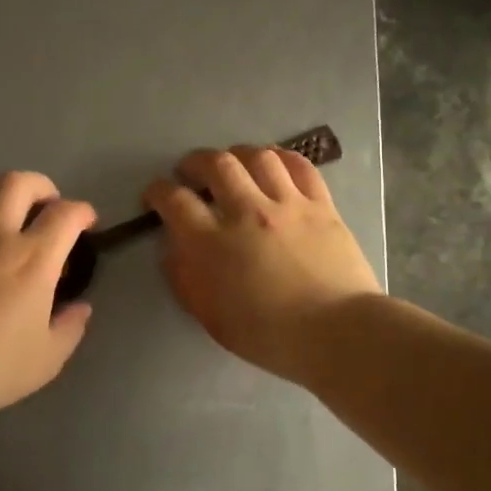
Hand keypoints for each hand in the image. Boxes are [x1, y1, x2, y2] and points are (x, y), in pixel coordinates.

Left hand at [0, 172, 95, 421]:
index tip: (88, 224)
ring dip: (7, 198)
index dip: (83, 212)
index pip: (65, 213)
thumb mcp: (47, 358)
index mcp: (33, 258)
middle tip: (51, 211)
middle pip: (18, 183)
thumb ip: (70, 327)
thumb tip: (79, 308)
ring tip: (16, 225)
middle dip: (42, 187)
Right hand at [143, 145, 380, 385]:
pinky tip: (274, 163)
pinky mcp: (321, 204)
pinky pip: (300, 166)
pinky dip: (282, 158)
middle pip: (215, 164)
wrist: (335, 333)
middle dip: (195, 162)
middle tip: (191, 172)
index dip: (157, 192)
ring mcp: (287, 203)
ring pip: (257, 157)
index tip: (155, 196)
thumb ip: (185, 278)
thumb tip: (173, 249)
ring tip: (233, 164)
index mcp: (212, 242)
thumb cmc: (268, 335)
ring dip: (238, 154)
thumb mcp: (210, 316)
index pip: (174, 200)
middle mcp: (246, 211)